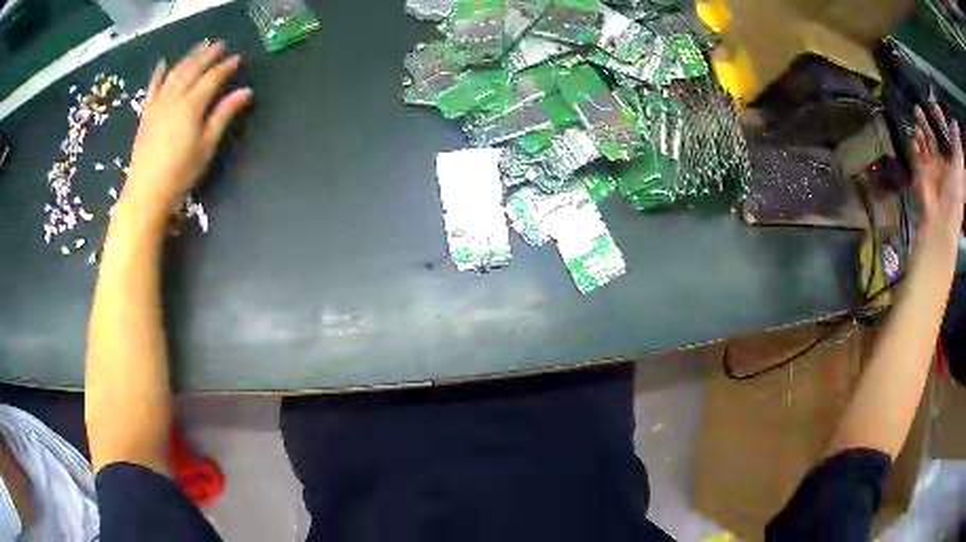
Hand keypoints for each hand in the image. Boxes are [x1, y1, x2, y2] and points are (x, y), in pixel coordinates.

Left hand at [123, 41, 251, 211]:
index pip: (212, 78)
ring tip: (199, 46)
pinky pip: (152, 88)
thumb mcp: (206, 146)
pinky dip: (158, 74)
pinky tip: (163, 63)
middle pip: (193, 69)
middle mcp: (174, 98)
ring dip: (188, 57)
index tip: (238, 58)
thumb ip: (223, 115)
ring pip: (174, 73)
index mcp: (191, 106)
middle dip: (208, 54)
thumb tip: (245, 92)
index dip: (225, 67)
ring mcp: (157, 105)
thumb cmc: (180, 174)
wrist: (146, 193)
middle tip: (220, 44)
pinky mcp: (146, 114)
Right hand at [912, 103, 964, 244]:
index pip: (945, 136)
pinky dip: (913, 145)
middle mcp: (942, 163)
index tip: (934, 106)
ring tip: (916, 117)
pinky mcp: (921, 173)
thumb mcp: (959, 169)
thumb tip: (955, 125)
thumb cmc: (954, 195)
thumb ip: (957, 147)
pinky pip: (915, 153)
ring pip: (923, 141)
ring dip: (920, 129)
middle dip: (926, 121)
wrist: (942, 221)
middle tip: (920, 108)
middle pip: (933, 136)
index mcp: (951, 163)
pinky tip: (914, 139)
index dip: (941, 121)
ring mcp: (931, 168)